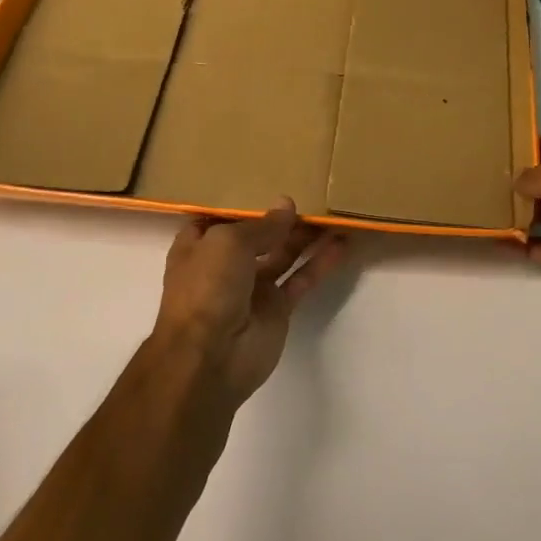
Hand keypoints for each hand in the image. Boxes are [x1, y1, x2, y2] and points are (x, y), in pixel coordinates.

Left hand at [154, 201, 348, 405]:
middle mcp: (225, 265)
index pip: (221, 219)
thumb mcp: (228, 242)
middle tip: (313, 196)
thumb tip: (287, 206)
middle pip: (258, 236)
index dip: (242, 203)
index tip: (267, 183)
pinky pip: (301, 279)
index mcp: (199, 246)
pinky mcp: (277, 308)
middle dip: (281, 218)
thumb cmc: (206, 288)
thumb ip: (262, 225)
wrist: (209, 357)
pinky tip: (341, 244)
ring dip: (305, 237)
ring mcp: (252, 288)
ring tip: (332, 214)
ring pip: (283, 255)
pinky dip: (320, 262)